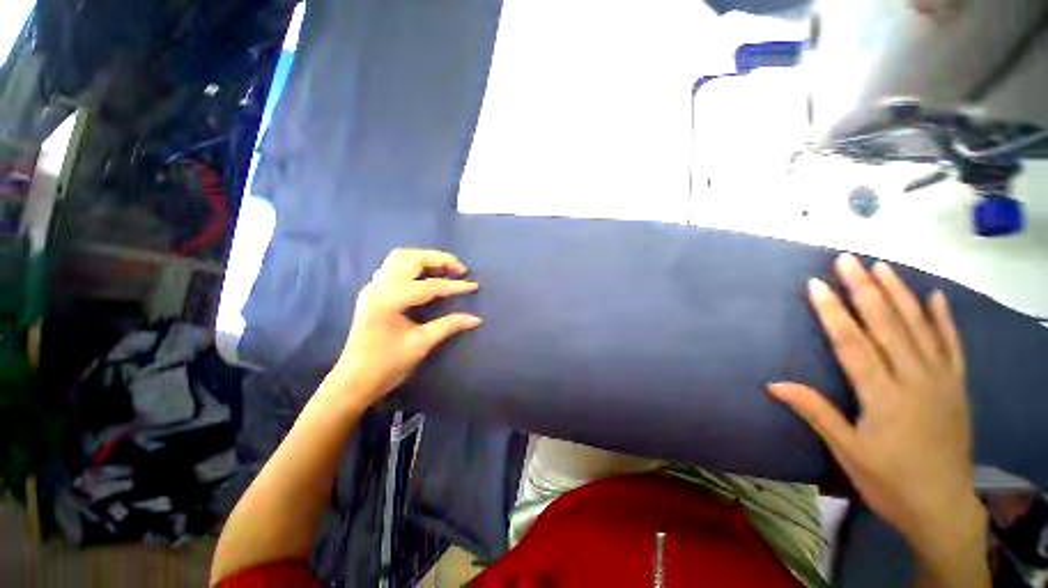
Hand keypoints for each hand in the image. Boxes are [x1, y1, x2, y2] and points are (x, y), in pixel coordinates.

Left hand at [332, 248, 481, 405]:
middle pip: (413, 259)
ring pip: (400, 257)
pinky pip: (393, 266)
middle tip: (460, 269)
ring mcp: (373, 287)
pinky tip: (423, 277)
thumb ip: (449, 325)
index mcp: (390, 299)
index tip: (474, 286)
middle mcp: (379, 286)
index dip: (455, 286)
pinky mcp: (372, 292)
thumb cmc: (387, 364)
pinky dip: (412, 265)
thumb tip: (476, 319)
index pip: (430, 285)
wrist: (354, 380)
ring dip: (425, 259)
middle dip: (439, 260)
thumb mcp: (421, 343)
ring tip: (445, 270)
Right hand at [768, 254, 984, 558]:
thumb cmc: (889, 481)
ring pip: (919, 327)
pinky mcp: (957, 387)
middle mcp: (915, 379)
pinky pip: (951, 346)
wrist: (943, 508)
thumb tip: (774, 384)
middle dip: (865, 289)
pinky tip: (935, 296)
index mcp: (884, 396)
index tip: (816, 284)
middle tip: (848, 260)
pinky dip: (943, 319)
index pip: (853, 343)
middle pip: (887, 325)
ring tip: (883, 266)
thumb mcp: (847, 452)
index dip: (833, 312)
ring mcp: (941, 380)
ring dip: (900, 294)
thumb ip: (815, 412)